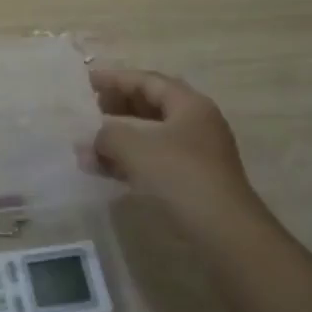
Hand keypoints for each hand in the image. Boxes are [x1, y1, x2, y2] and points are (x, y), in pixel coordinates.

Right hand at [89, 68, 269, 241]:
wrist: (223, 232)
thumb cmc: (180, 176)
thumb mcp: (135, 147)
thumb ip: (106, 135)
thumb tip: (88, 141)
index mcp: (189, 105)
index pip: (148, 81)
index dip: (115, 78)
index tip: (87, 80)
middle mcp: (195, 124)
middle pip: (151, 105)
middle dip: (117, 107)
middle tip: (89, 110)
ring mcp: (195, 154)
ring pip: (150, 136)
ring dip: (119, 138)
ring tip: (88, 145)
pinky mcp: (190, 181)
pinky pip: (153, 160)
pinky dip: (128, 161)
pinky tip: (103, 170)